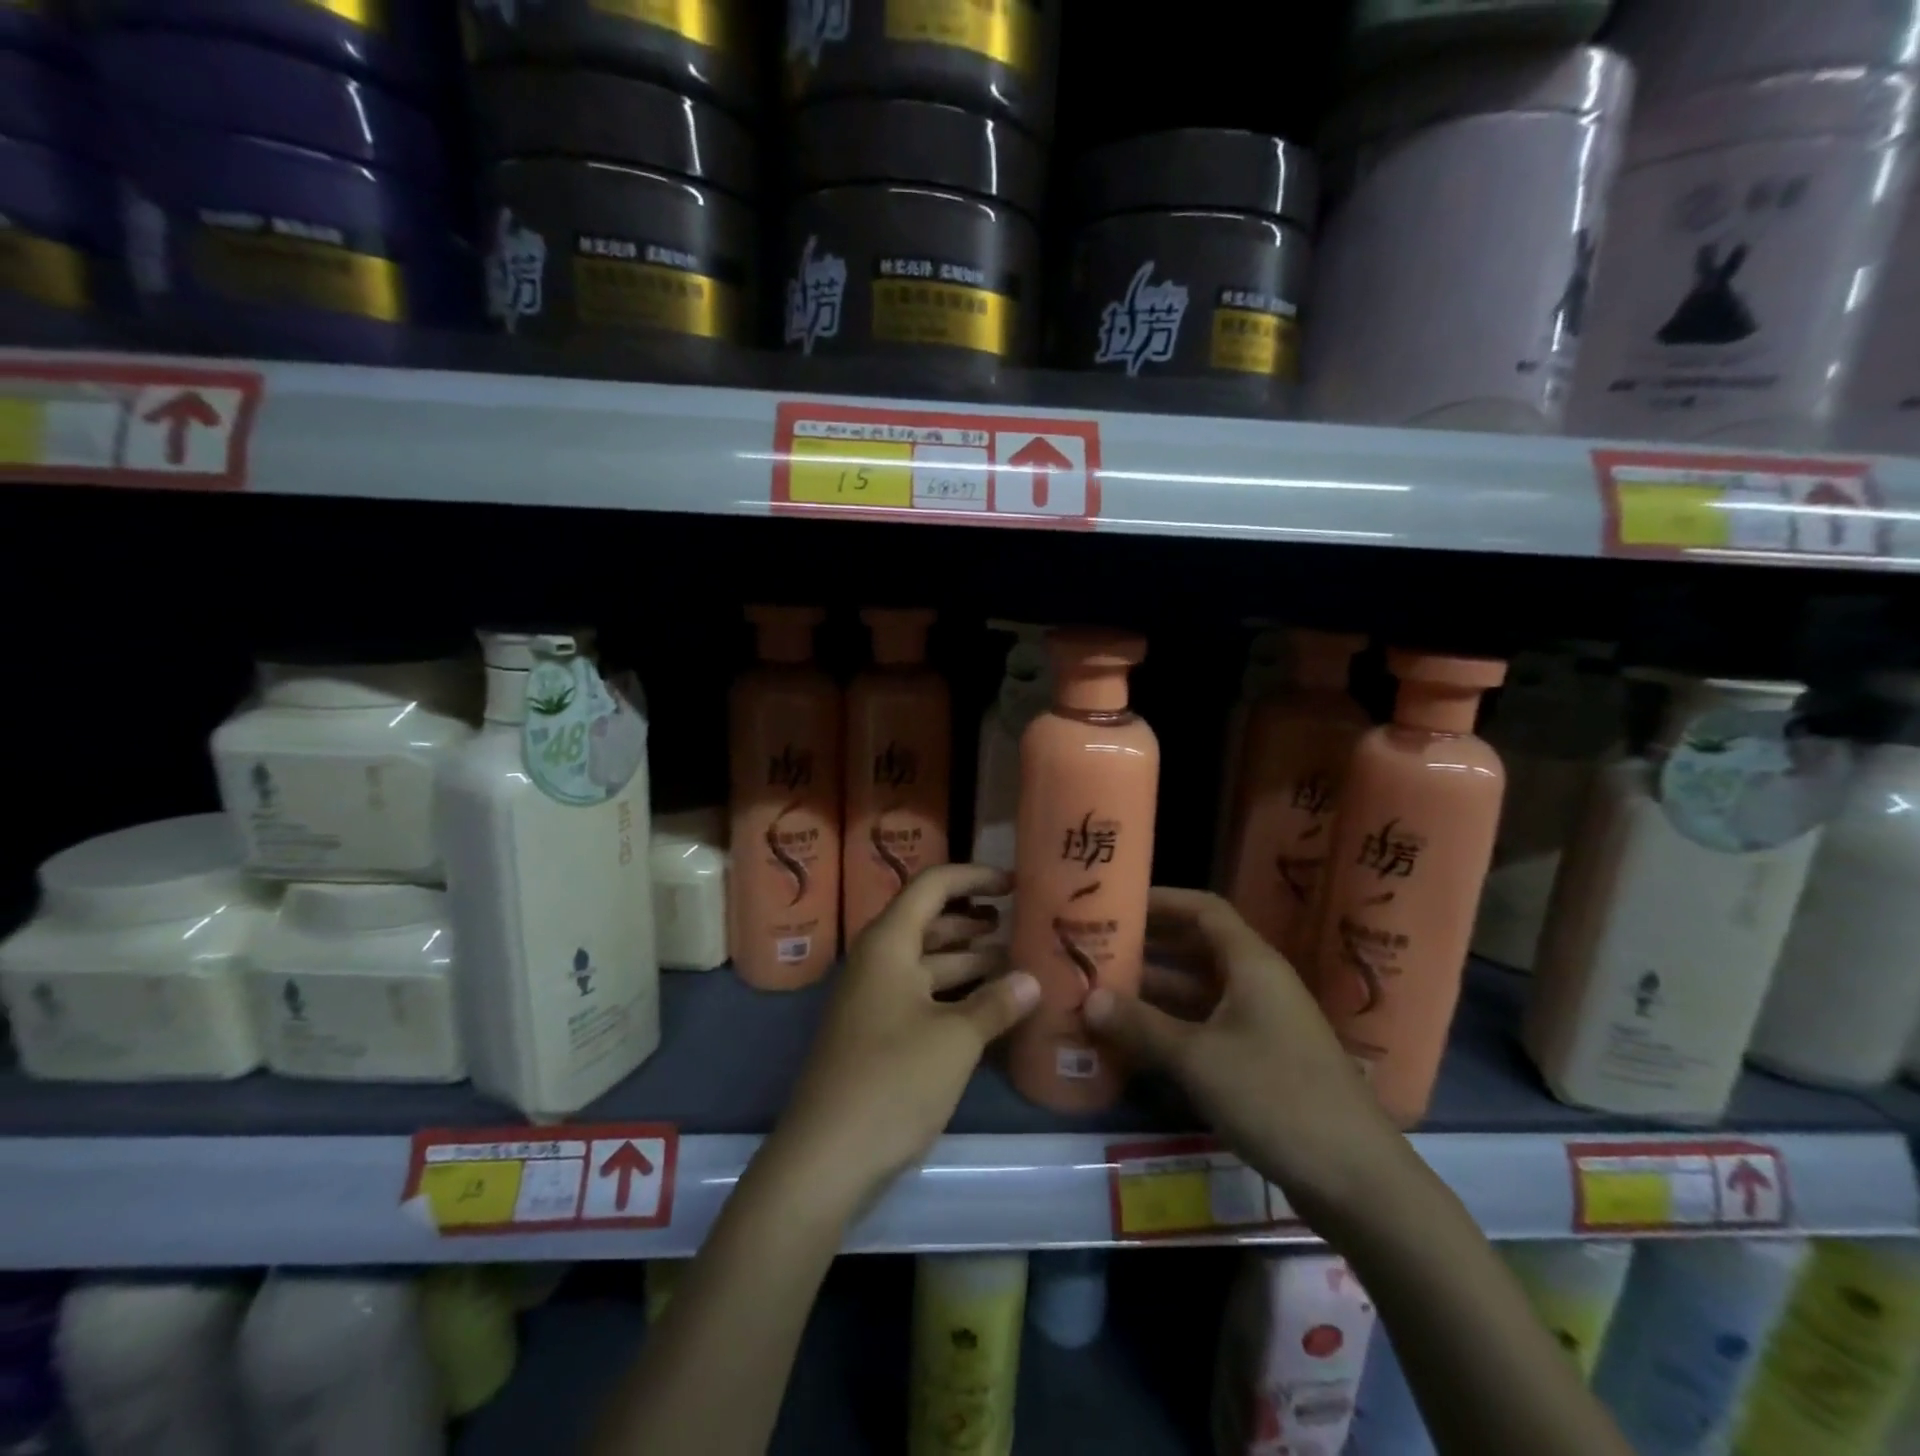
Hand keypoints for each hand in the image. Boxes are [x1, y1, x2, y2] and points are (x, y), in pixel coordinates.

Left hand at [768, 864, 1040, 1214]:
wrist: (825, 1157)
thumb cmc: (892, 1081)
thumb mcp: (955, 1040)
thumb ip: (996, 1004)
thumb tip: (1032, 980)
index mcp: (889, 943)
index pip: (932, 885)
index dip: (974, 877)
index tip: (1014, 884)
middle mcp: (878, 960)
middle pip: (930, 921)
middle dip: (975, 919)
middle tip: (1021, 923)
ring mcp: (875, 998)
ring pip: (928, 961)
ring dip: (969, 958)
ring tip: (1016, 960)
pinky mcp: (878, 1032)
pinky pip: (922, 995)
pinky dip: (956, 993)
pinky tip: (991, 1006)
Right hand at [1084, 888, 1403, 1215]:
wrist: (1359, 1182)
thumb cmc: (1276, 1097)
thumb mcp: (1198, 1059)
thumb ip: (1141, 1025)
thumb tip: (1088, 998)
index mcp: (1252, 964)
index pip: (1204, 910)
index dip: (1162, 901)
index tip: (1118, 903)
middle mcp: (1259, 984)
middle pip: (1198, 949)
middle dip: (1149, 948)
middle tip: (1098, 951)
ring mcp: (1264, 1025)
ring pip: (1200, 993)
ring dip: (1156, 992)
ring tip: (1103, 994)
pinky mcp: (1264, 1062)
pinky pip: (1209, 1028)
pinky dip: (1174, 1028)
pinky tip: (1136, 1043)